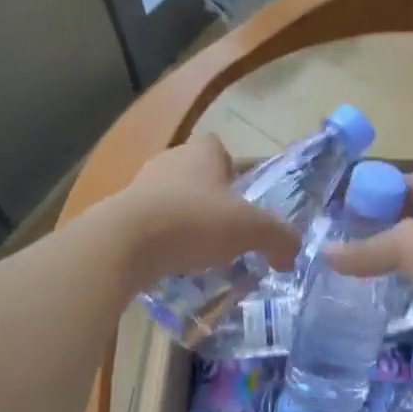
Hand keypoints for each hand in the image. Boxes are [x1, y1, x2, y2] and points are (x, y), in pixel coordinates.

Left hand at [107, 134, 301, 287]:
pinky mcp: (120, 215)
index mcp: (201, 153)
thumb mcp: (250, 229)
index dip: (231, 167)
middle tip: (227, 229)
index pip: (218, 147)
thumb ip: (279, 238)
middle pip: (194, 173)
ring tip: (201, 252)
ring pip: (171, 199)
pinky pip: (150, 224)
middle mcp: (169, 161)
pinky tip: (173, 264)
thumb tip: (292, 254)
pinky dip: (162, 240)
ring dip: (184, 220)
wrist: (124, 243)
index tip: (240, 194)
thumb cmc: (194, 221)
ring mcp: (140, 187)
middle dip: (210, 198)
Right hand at [326, 169, 412, 356]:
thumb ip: (365, 249)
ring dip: (406, 247)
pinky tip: (402, 279)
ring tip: (371, 258)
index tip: (349, 214)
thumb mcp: (407, 248)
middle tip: (354, 236)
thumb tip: (325, 254)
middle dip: (389, 222)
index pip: (410, 181)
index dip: (377, 195)